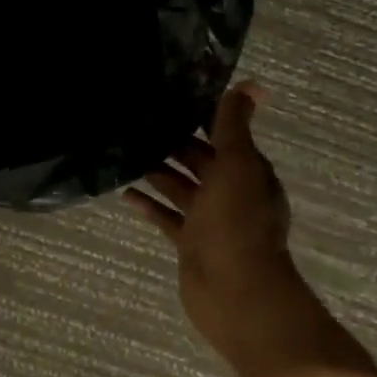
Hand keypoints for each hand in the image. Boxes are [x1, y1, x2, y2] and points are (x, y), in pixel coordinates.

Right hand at [125, 83, 317, 376]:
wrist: (236, 292)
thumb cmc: (237, 222)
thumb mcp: (238, 165)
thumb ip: (235, 126)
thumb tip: (252, 84)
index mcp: (247, 171)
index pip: (224, 136)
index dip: (200, 118)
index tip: (169, 97)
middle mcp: (231, 192)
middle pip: (199, 160)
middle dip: (173, 143)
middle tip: (136, 123)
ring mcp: (209, 220)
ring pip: (180, 188)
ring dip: (158, 172)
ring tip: (125, 153)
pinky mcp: (190, 243)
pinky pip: (167, 217)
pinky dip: (150, 205)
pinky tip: (125, 194)